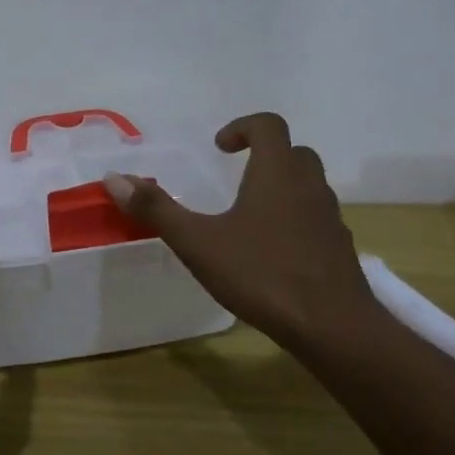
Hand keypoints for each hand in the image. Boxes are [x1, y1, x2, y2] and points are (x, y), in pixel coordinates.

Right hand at [104, 113, 376, 350]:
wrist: (334, 329)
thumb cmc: (262, 274)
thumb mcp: (198, 242)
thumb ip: (156, 209)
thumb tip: (113, 178)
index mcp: (277, 174)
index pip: (269, 125)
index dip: (243, 127)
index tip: (220, 147)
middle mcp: (309, 187)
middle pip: (294, 153)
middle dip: (265, 156)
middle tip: (236, 175)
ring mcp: (330, 218)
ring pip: (309, 186)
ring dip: (282, 187)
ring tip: (250, 215)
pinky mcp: (341, 249)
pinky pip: (317, 219)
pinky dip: (297, 220)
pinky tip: (274, 252)